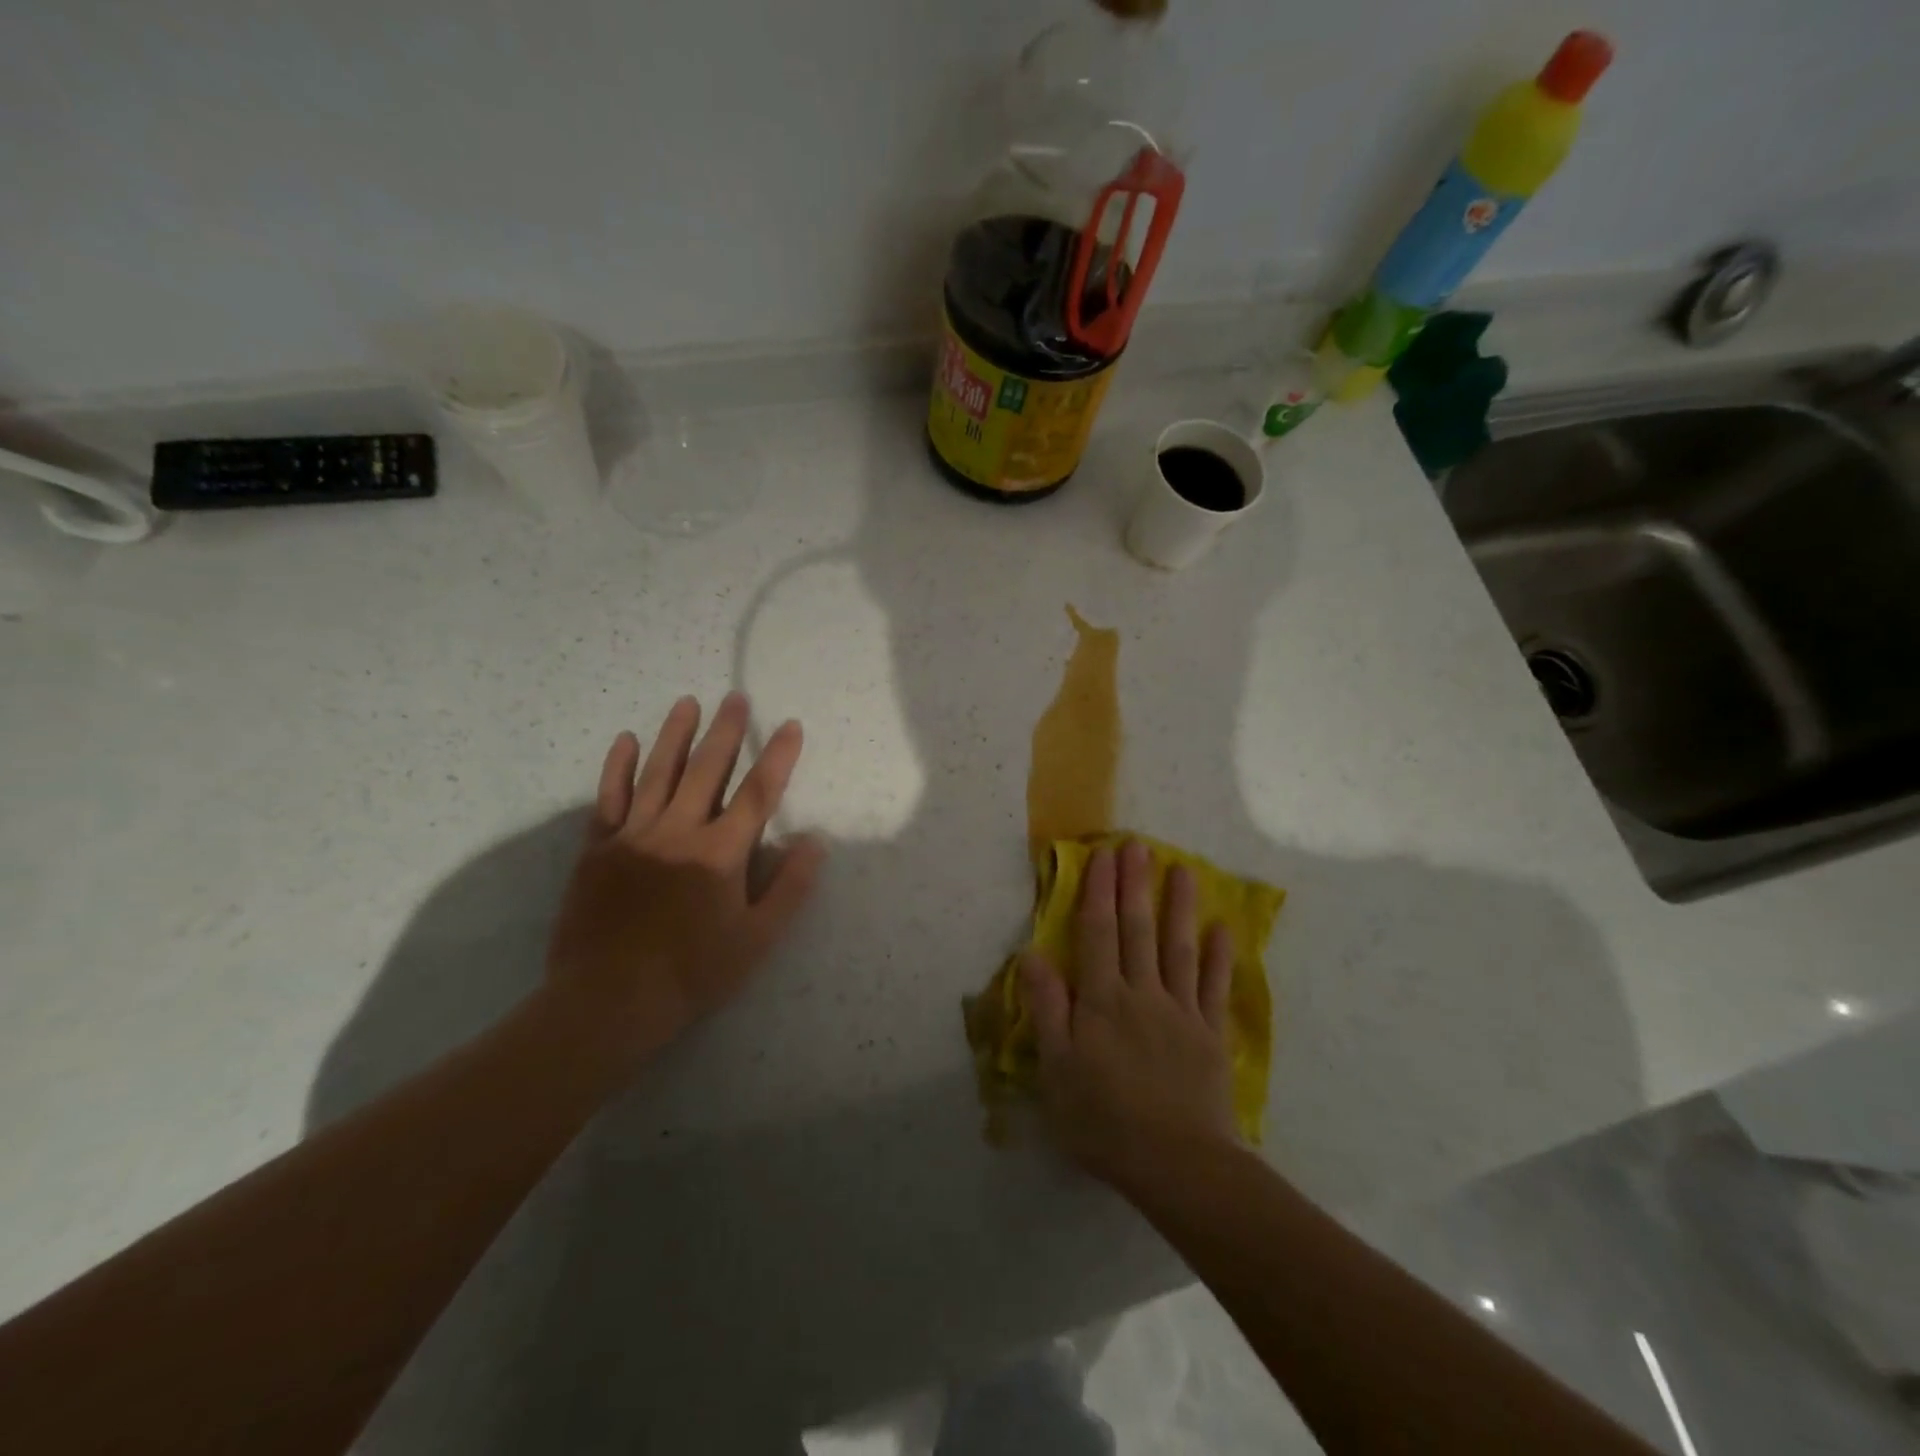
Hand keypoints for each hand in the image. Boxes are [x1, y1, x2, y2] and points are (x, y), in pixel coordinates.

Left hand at [542, 692, 825, 1072]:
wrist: (608, 1000)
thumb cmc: (693, 972)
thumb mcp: (757, 939)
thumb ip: (790, 888)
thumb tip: (814, 842)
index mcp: (721, 853)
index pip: (758, 793)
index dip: (778, 757)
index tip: (791, 726)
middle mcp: (679, 831)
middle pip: (707, 769)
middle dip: (727, 731)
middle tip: (736, 697)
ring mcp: (635, 835)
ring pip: (659, 773)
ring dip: (676, 734)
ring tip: (689, 702)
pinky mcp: (598, 848)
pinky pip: (610, 798)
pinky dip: (619, 767)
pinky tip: (627, 740)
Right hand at [1018, 839, 1238, 1187]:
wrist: (1177, 1165)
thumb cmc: (1104, 1120)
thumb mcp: (1056, 1070)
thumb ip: (1047, 1008)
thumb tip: (1032, 953)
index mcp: (1101, 1000)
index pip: (1097, 933)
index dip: (1098, 892)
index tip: (1102, 855)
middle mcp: (1141, 993)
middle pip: (1137, 930)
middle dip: (1134, 885)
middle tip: (1137, 845)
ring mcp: (1180, 1011)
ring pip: (1177, 947)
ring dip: (1179, 906)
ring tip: (1183, 869)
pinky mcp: (1209, 1034)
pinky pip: (1213, 986)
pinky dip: (1219, 956)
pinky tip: (1223, 928)